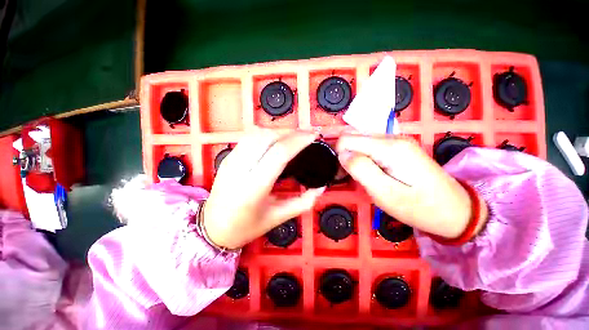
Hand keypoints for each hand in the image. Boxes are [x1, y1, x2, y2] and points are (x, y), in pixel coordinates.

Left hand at [203, 130, 324, 248]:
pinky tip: (276, 139)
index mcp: (254, 188)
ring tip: (294, 137)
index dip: (298, 140)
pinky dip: (266, 133)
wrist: (211, 228)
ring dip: (279, 131)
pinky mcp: (227, 157)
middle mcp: (240, 169)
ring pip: (257, 133)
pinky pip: (249, 137)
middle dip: (291, 132)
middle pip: (268, 138)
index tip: (313, 136)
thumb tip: (321, 187)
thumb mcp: (278, 218)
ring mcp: (231, 160)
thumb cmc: (246, 227)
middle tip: (307, 135)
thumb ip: (303, 202)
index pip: (279, 153)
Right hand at [336, 134, 486, 238]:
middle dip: (345, 155)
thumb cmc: (420, 207)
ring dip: (353, 155)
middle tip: (352, 176)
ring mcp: (396, 140)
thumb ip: (361, 170)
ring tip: (361, 175)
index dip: (339, 156)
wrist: (456, 210)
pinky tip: (370, 169)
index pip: (346, 139)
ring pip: (359, 139)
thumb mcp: (386, 194)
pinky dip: (362, 155)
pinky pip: (369, 144)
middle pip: (352, 136)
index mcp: (389, 147)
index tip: (342, 174)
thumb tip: (343, 155)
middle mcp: (392, 137)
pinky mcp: (398, 146)